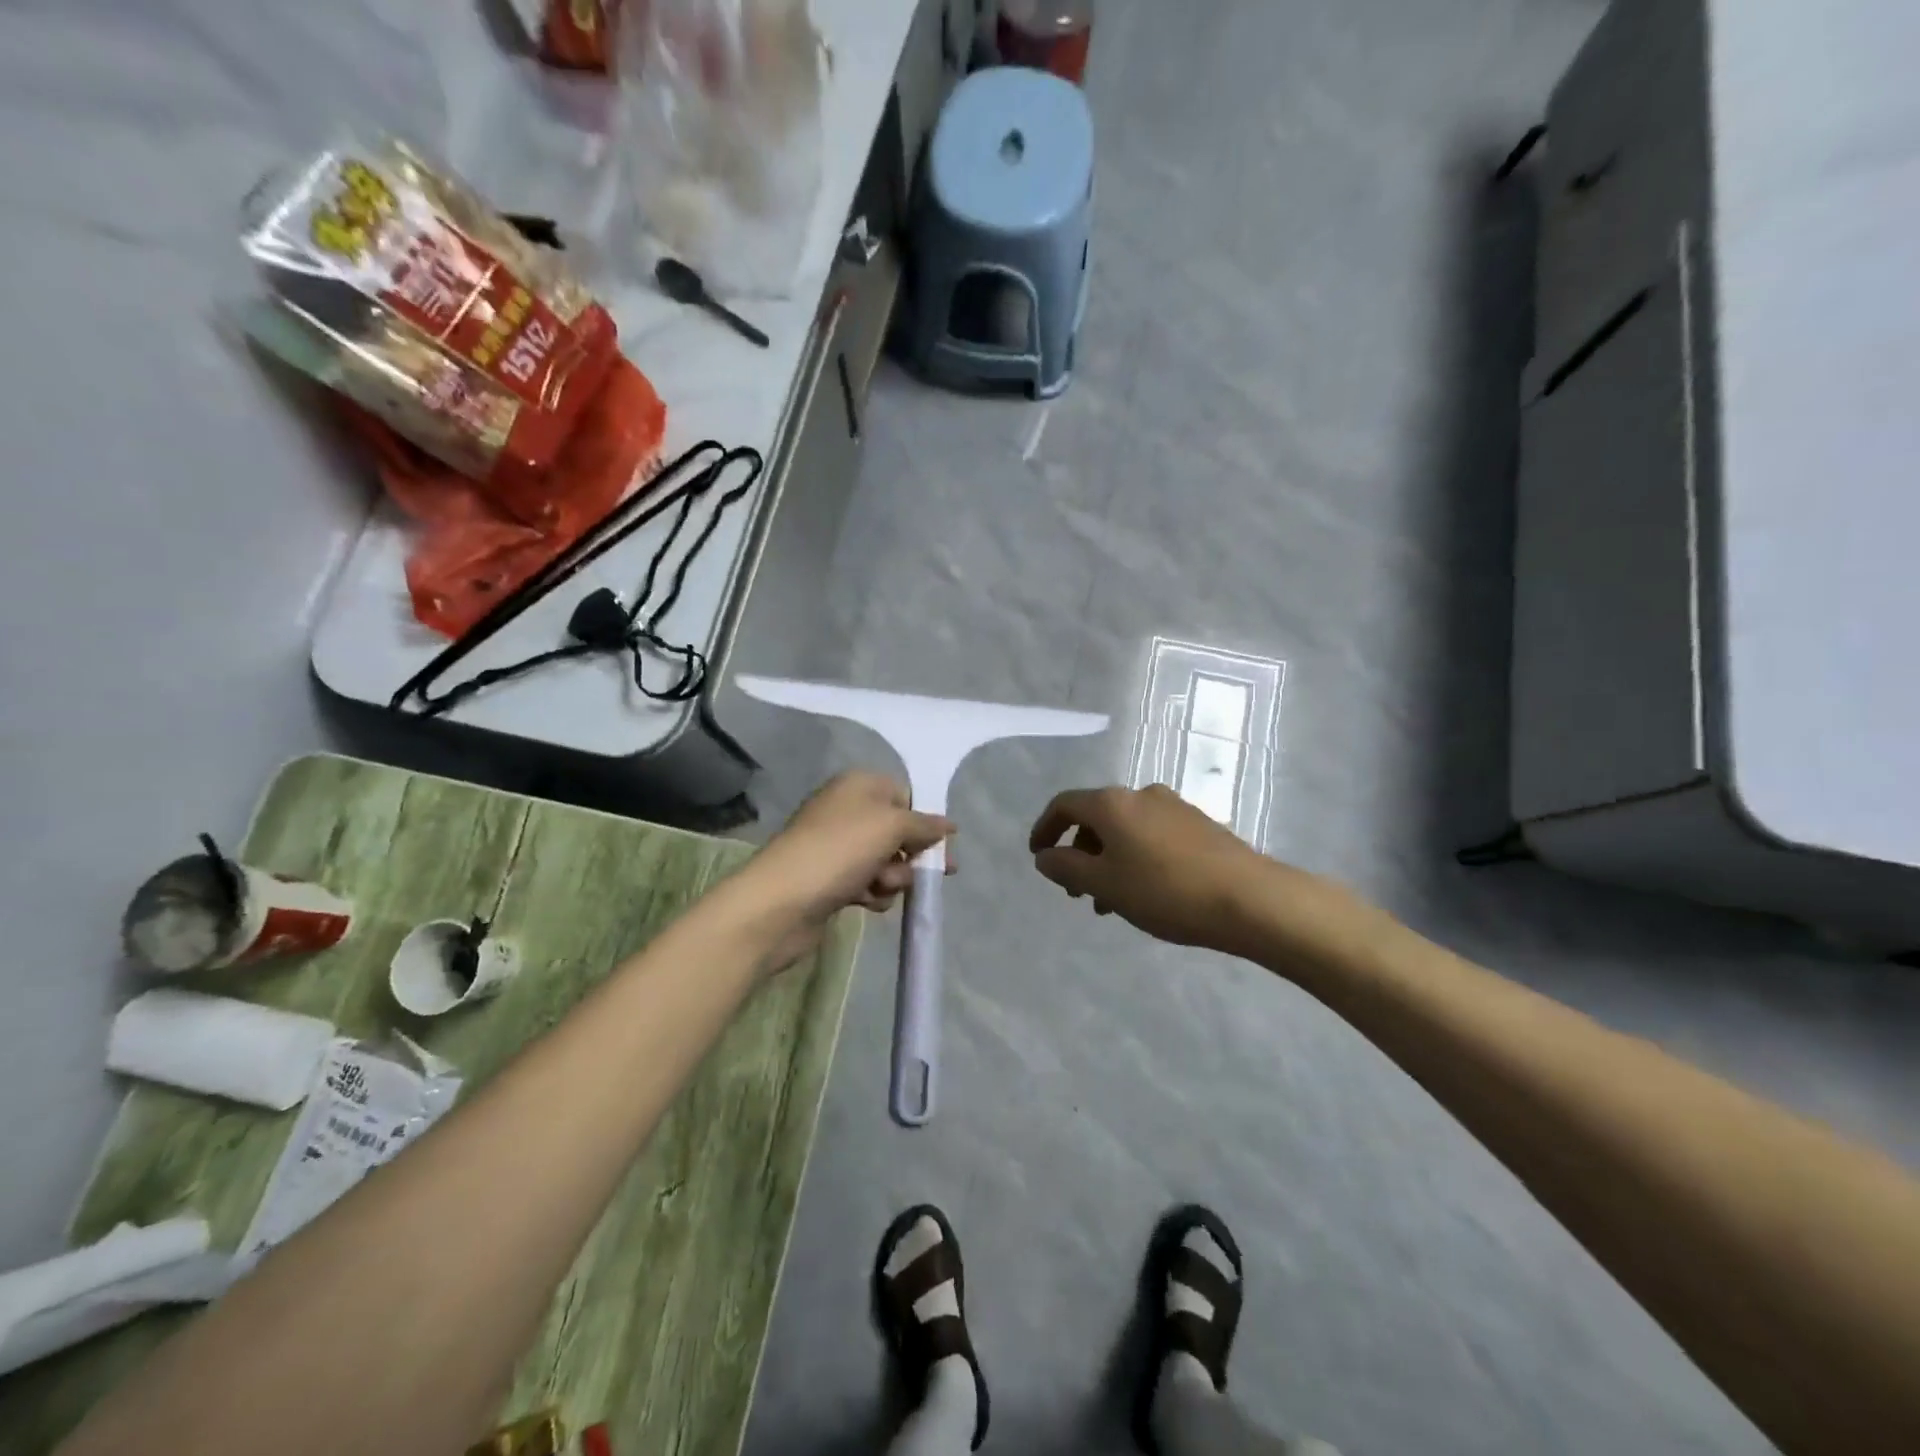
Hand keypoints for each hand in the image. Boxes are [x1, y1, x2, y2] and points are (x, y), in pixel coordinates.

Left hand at [747, 772, 954, 972]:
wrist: (781, 901)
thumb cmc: (839, 851)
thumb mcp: (890, 826)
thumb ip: (924, 824)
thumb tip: (949, 824)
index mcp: (858, 785)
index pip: (904, 795)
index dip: (924, 821)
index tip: (941, 846)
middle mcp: (846, 810)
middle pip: (897, 830)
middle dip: (912, 854)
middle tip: (933, 875)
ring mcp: (836, 846)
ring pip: (885, 860)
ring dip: (893, 877)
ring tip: (880, 887)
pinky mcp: (830, 879)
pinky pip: (867, 882)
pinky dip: (873, 892)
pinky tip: (866, 902)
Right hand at [1029, 783, 1358, 961]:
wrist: (1250, 899)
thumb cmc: (1165, 891)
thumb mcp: (1106, 884)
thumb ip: (1067, 867)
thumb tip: (1045, 857)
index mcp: (1113, 803)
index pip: (1064, 805)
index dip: (1045, 829)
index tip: (1038, 856)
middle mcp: (1141, 794)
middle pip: (1095, 817)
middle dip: (1078, 852)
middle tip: (1074, 890)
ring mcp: (1173, 807)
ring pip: (1125, 830)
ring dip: (1107, 861)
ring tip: (1108, 903)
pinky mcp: (1199, 825)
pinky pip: (1151, 836)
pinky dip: (1134, 858)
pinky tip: (1143, 893)